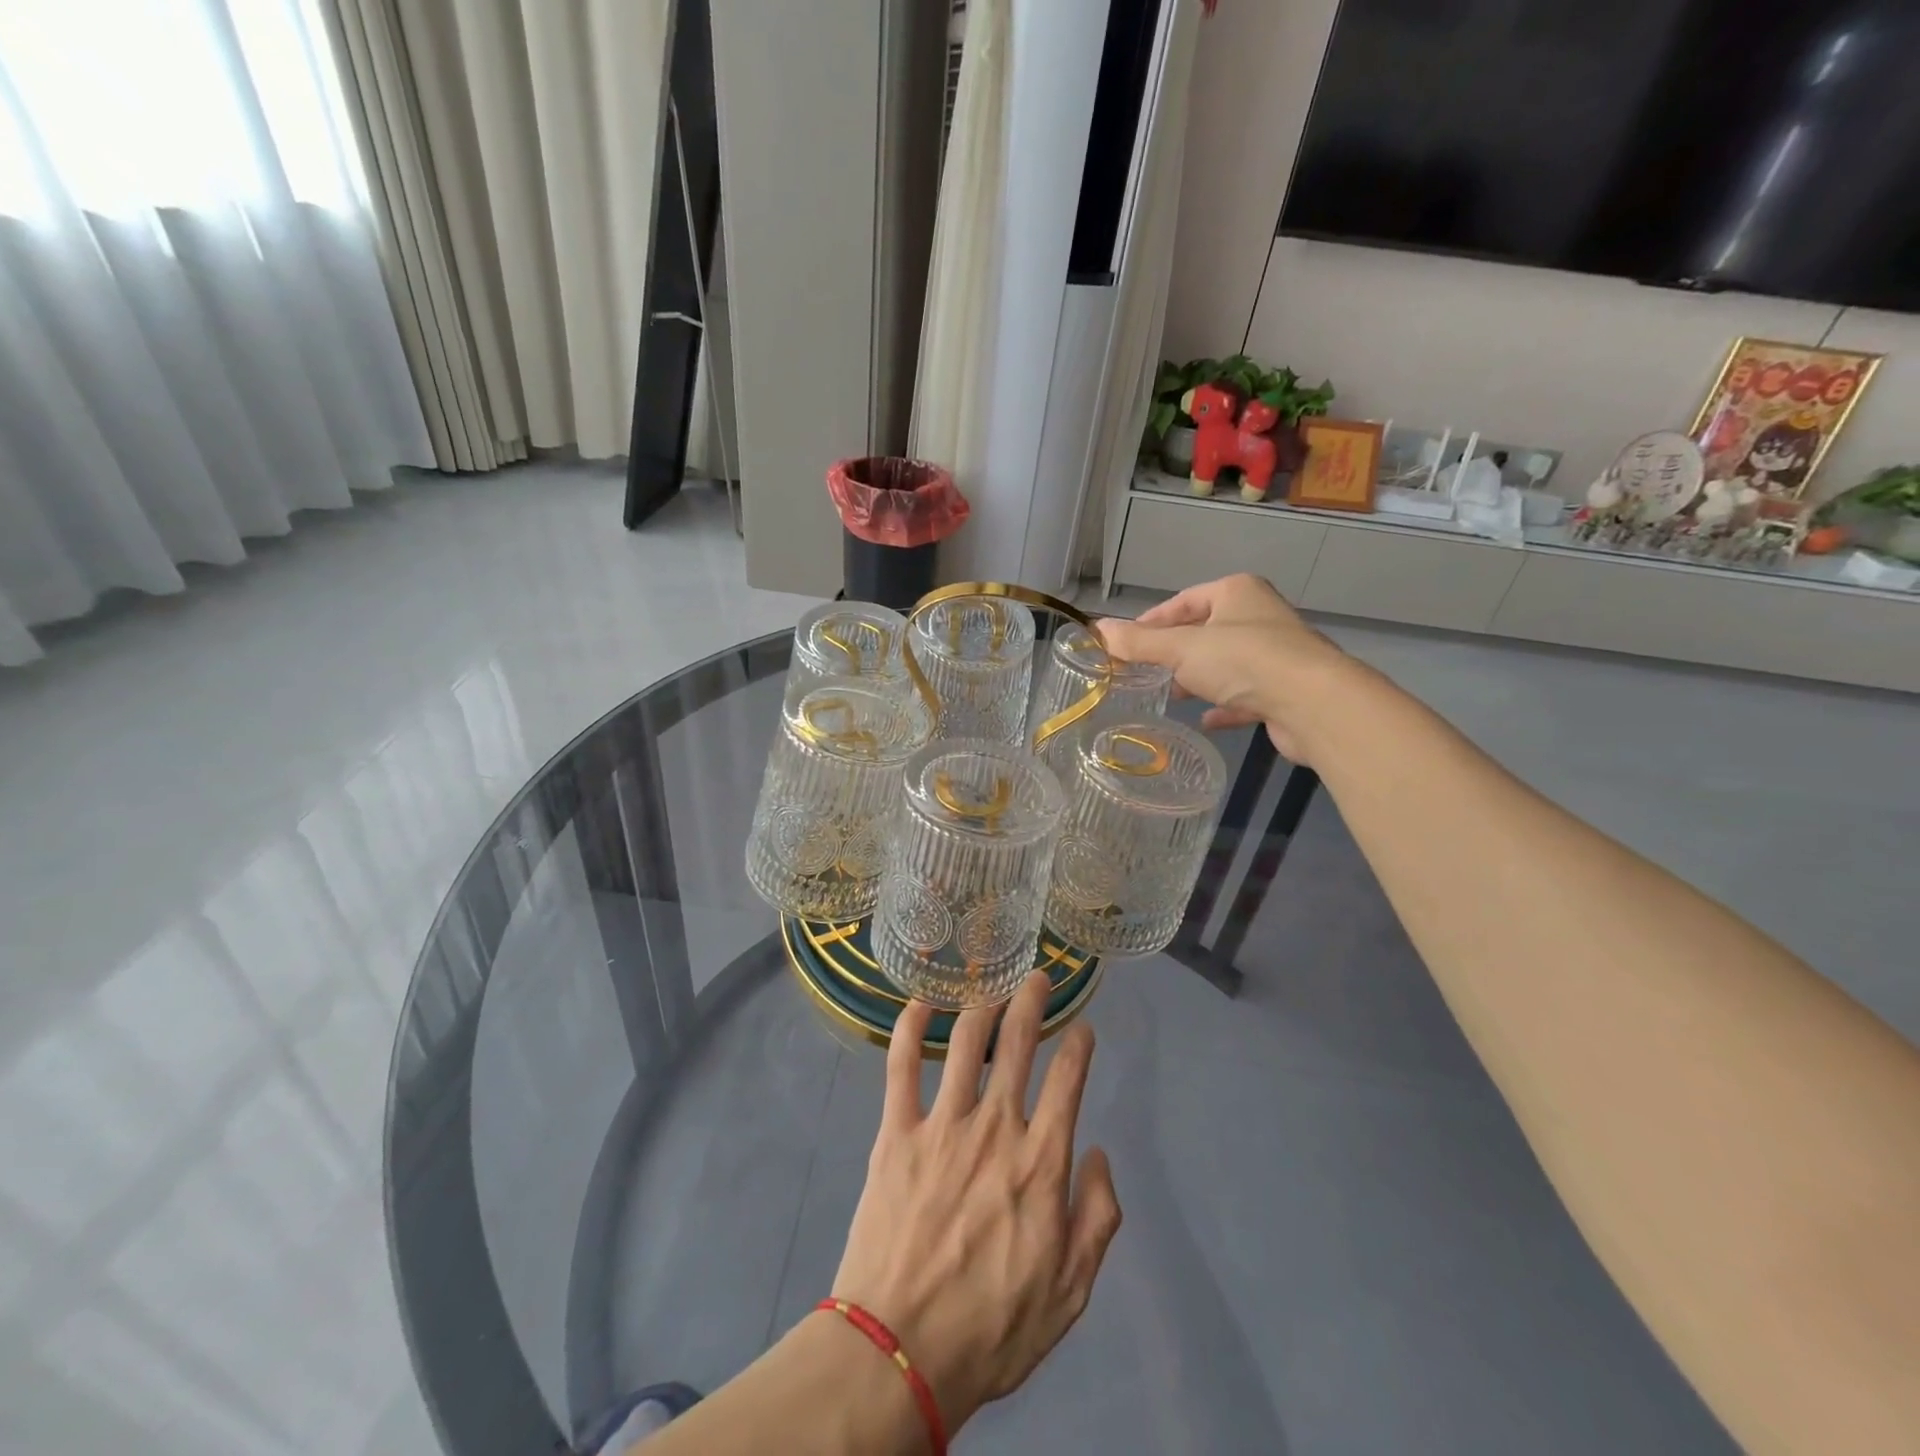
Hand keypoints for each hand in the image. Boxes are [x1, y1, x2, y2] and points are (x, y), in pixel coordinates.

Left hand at [830, 973, 1121, 1434]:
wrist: (900, 1352)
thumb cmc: (992, 1328)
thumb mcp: (1071, 1292)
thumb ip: (1097, 1218)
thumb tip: (1099, 1153)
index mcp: (1041, 1163)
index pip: (1068, 1082)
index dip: (1079, 1046)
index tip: (1082, 1027)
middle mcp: (995, 1128)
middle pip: (1017, 1043)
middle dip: (1032, 1001)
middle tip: (1037, 978)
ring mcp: (942, 1125)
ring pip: (964, 1042)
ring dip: (982, 1004)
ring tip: (991, 986)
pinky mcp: (896, 1132)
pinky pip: (900, 1065)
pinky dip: (908, 1027)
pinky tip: (920, 1003)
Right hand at [1096, 573, 1348, 762]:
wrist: (1313, 704)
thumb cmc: (1243, 661)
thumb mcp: (1180, 648)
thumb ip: (1139, 643)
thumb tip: (1097, 629)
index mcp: (1236, 593)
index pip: (1183, 601)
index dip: (1151, 622)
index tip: (1125, 644)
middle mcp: (1258, 616)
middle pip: (1204, 632)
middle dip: (1173, 653)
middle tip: (1143, 673)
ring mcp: (1275, 654)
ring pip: (1225, 664)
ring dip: (1198, 679)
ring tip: (1171, 695)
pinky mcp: (1284, 690)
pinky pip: (1244, 694)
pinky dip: (1223, 705)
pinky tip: (1205, 720)